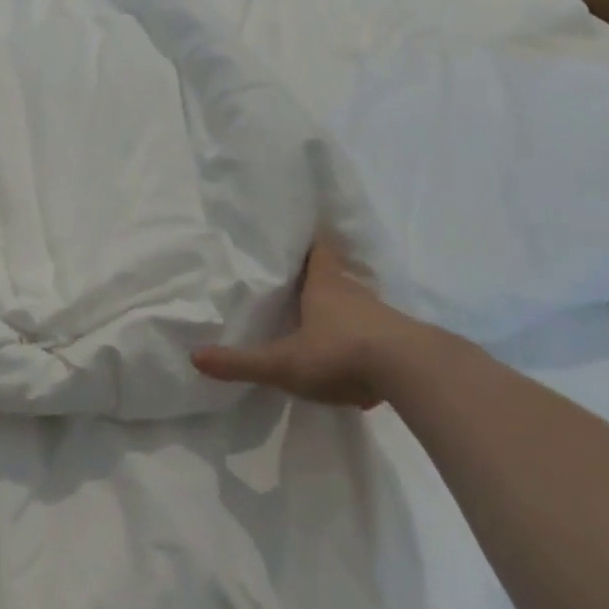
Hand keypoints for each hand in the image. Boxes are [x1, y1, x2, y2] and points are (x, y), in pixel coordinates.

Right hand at [192, 241, 418, 408]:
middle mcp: (353, 292)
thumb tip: (194, 357)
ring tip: (319, 322)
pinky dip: (362, 340)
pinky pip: (375, 333)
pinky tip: (353, 361)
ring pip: (356, 304)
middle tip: (296, 281)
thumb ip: (242, 362)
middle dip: (317, 278)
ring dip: (341, 311)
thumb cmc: (341, 353)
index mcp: (324, 284)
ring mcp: (381, 316)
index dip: (306, 241)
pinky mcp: (401, 341)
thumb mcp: (285, 363)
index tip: (295, 235)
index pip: (317, 249)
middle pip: (334, 275)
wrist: (414, 373)